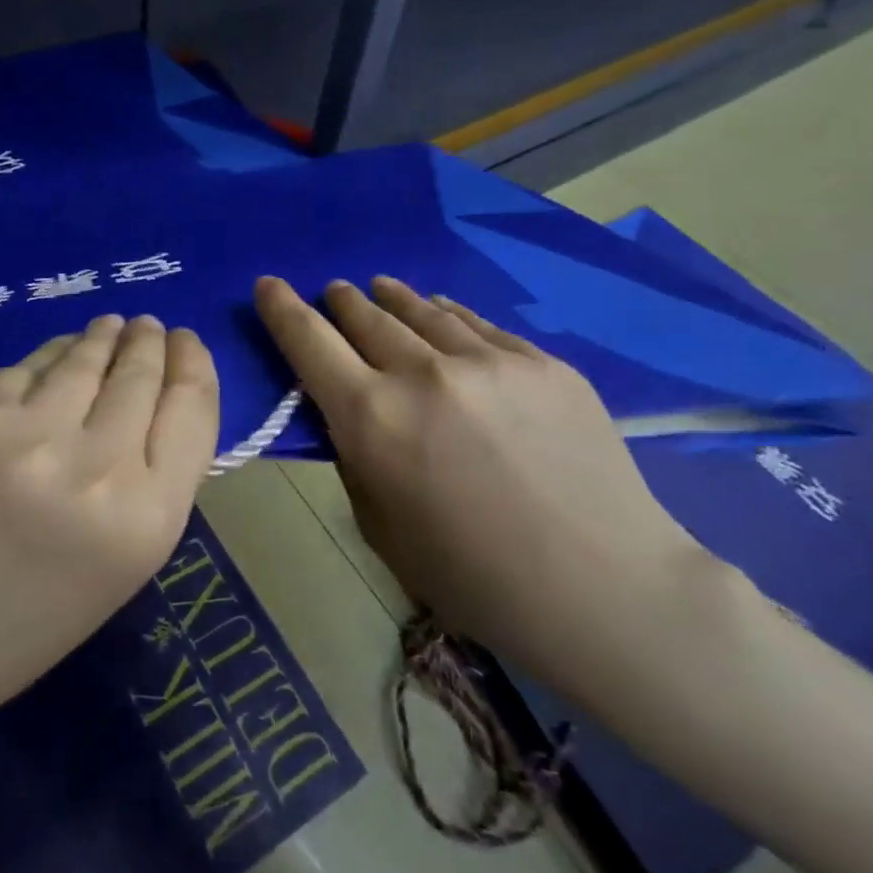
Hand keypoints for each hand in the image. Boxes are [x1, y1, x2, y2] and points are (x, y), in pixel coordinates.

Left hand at [0, 314, 219, 747]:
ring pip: (83, 359)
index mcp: (145, 521)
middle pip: (140, 376)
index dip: (194, 365)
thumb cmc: (20, 622)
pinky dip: (48, 359)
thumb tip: (156, 400)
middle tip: (147, 327)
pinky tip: (54, 355)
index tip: (186, 343)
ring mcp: (27, 435)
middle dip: (148, 343)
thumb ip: (147, 485)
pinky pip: (26, 369)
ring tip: (110, 327)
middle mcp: (96, 468)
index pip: (192, 410)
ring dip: (102, 338)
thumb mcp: (117, 568)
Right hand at [254, 275, 704, 682]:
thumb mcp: (382, 527)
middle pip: (365, 316)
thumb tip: (350, 413)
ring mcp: (489, 361)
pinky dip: (448, 314)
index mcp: (372, 418)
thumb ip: (356, 458)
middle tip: (333, 291)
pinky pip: (478, 325)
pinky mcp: (542, 363)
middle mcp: (424, 374)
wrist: (604, 588)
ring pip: (422, 310)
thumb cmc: (473, 577)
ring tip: (379, 287)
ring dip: (391, 297)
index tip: (269, 284)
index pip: (308, 342)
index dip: (282, 308)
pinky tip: (443, 310)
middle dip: (340, 300)